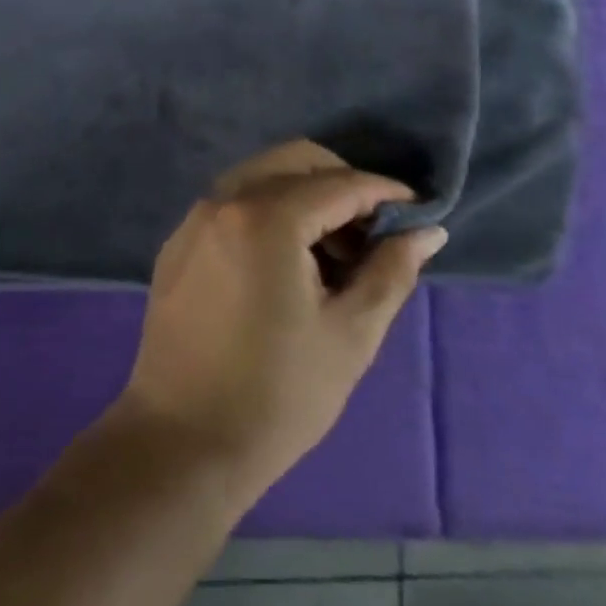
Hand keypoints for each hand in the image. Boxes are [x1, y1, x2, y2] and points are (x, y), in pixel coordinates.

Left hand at [112, 140, 446, 506]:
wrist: (182, 443)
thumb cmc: (278, 395)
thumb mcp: (350, 334)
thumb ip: (391, 271)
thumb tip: (427, 230)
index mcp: (265, 217)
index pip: (339, 183)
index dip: (385, 192)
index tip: (417, 210)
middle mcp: (224, 201)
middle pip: (295, 161)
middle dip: (342, 184)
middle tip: (372, 233)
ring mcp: (194, 219)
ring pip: (261, 177)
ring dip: (304, 197)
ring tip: (334, 255)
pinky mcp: (178, 243)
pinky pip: (233, 204)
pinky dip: (268, 212)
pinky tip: (287, 265)